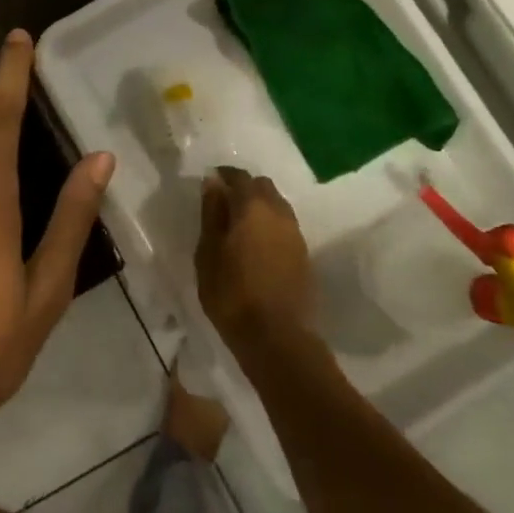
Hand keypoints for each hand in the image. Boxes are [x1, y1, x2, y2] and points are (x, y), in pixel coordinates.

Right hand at [195, 168, 313, 347]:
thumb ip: (212, 213)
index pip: (239, 176)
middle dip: (244, 188)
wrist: (277, 337)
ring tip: (240, 226)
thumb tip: (213, 182)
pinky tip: (256, 245)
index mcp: (253, 206)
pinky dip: (270, 226)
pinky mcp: (304, 255)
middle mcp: (279, 212)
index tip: (210, 183)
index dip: (224, 175)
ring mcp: (296, 234)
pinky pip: (284, 226)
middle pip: (263, 186)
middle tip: (224, 204)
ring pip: (277, 206)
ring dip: (259, 207)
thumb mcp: (208, 252)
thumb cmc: (232, 293)